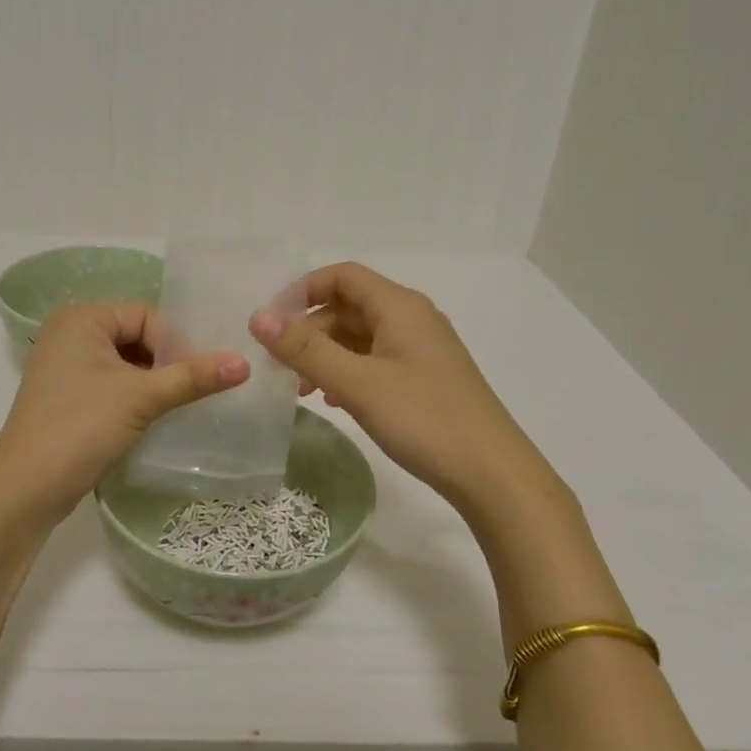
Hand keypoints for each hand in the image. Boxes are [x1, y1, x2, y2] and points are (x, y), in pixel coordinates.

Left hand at [0, 303, 249, 523]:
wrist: (24, 490)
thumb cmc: (81, 427)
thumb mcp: (142, 397)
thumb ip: (193, 377)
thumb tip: (245, 362)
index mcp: (82, 317)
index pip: (146, 316)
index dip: (176, 344)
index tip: (200, 376)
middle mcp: (70, 333)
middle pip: (137, 337)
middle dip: (166, 363)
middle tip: (195, 390)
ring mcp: (65, 366)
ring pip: (126, 363)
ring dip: (153, 383)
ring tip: (179, 405)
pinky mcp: (66, 396)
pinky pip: (111, 383)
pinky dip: (134, 397)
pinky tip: (153, 418)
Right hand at [250, 263, 554, 514]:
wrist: (493, 474)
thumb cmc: (423, 419)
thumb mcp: (357, 383)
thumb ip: (305, 349)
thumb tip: (258, 317)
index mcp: (399, 306)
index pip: (341, 276)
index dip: (302, 291)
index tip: (270, 322)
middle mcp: (412, 317)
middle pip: (348, 306)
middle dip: (309, 330)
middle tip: (280, 366)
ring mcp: (421, 349)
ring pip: (360, 336)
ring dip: (326, 354)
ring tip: (301, 388)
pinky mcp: (425, 377)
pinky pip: (375, 359)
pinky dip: (348, 370)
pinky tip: (334, 399)